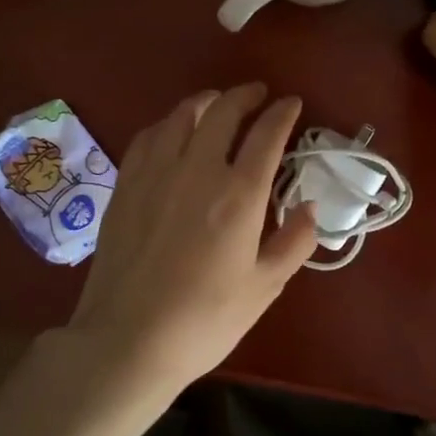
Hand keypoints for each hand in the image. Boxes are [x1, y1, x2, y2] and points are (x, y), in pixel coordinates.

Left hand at [63, 84, 318, 394]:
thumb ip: (294, 242)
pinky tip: (173, 132)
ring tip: (217, 104)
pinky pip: (149, 136)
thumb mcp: (264, 288)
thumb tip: (310, 207)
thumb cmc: (204, 320)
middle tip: (258, 94)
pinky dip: (169, 124)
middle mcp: (198, 170)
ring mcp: (156, 173)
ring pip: (182, 116)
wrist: (127, 340)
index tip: (292, 103)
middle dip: (245, 95)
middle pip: (223, 111)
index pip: (267, 135)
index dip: (283, 113)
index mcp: (239, 194)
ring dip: (206, 101)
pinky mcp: (126, 185)